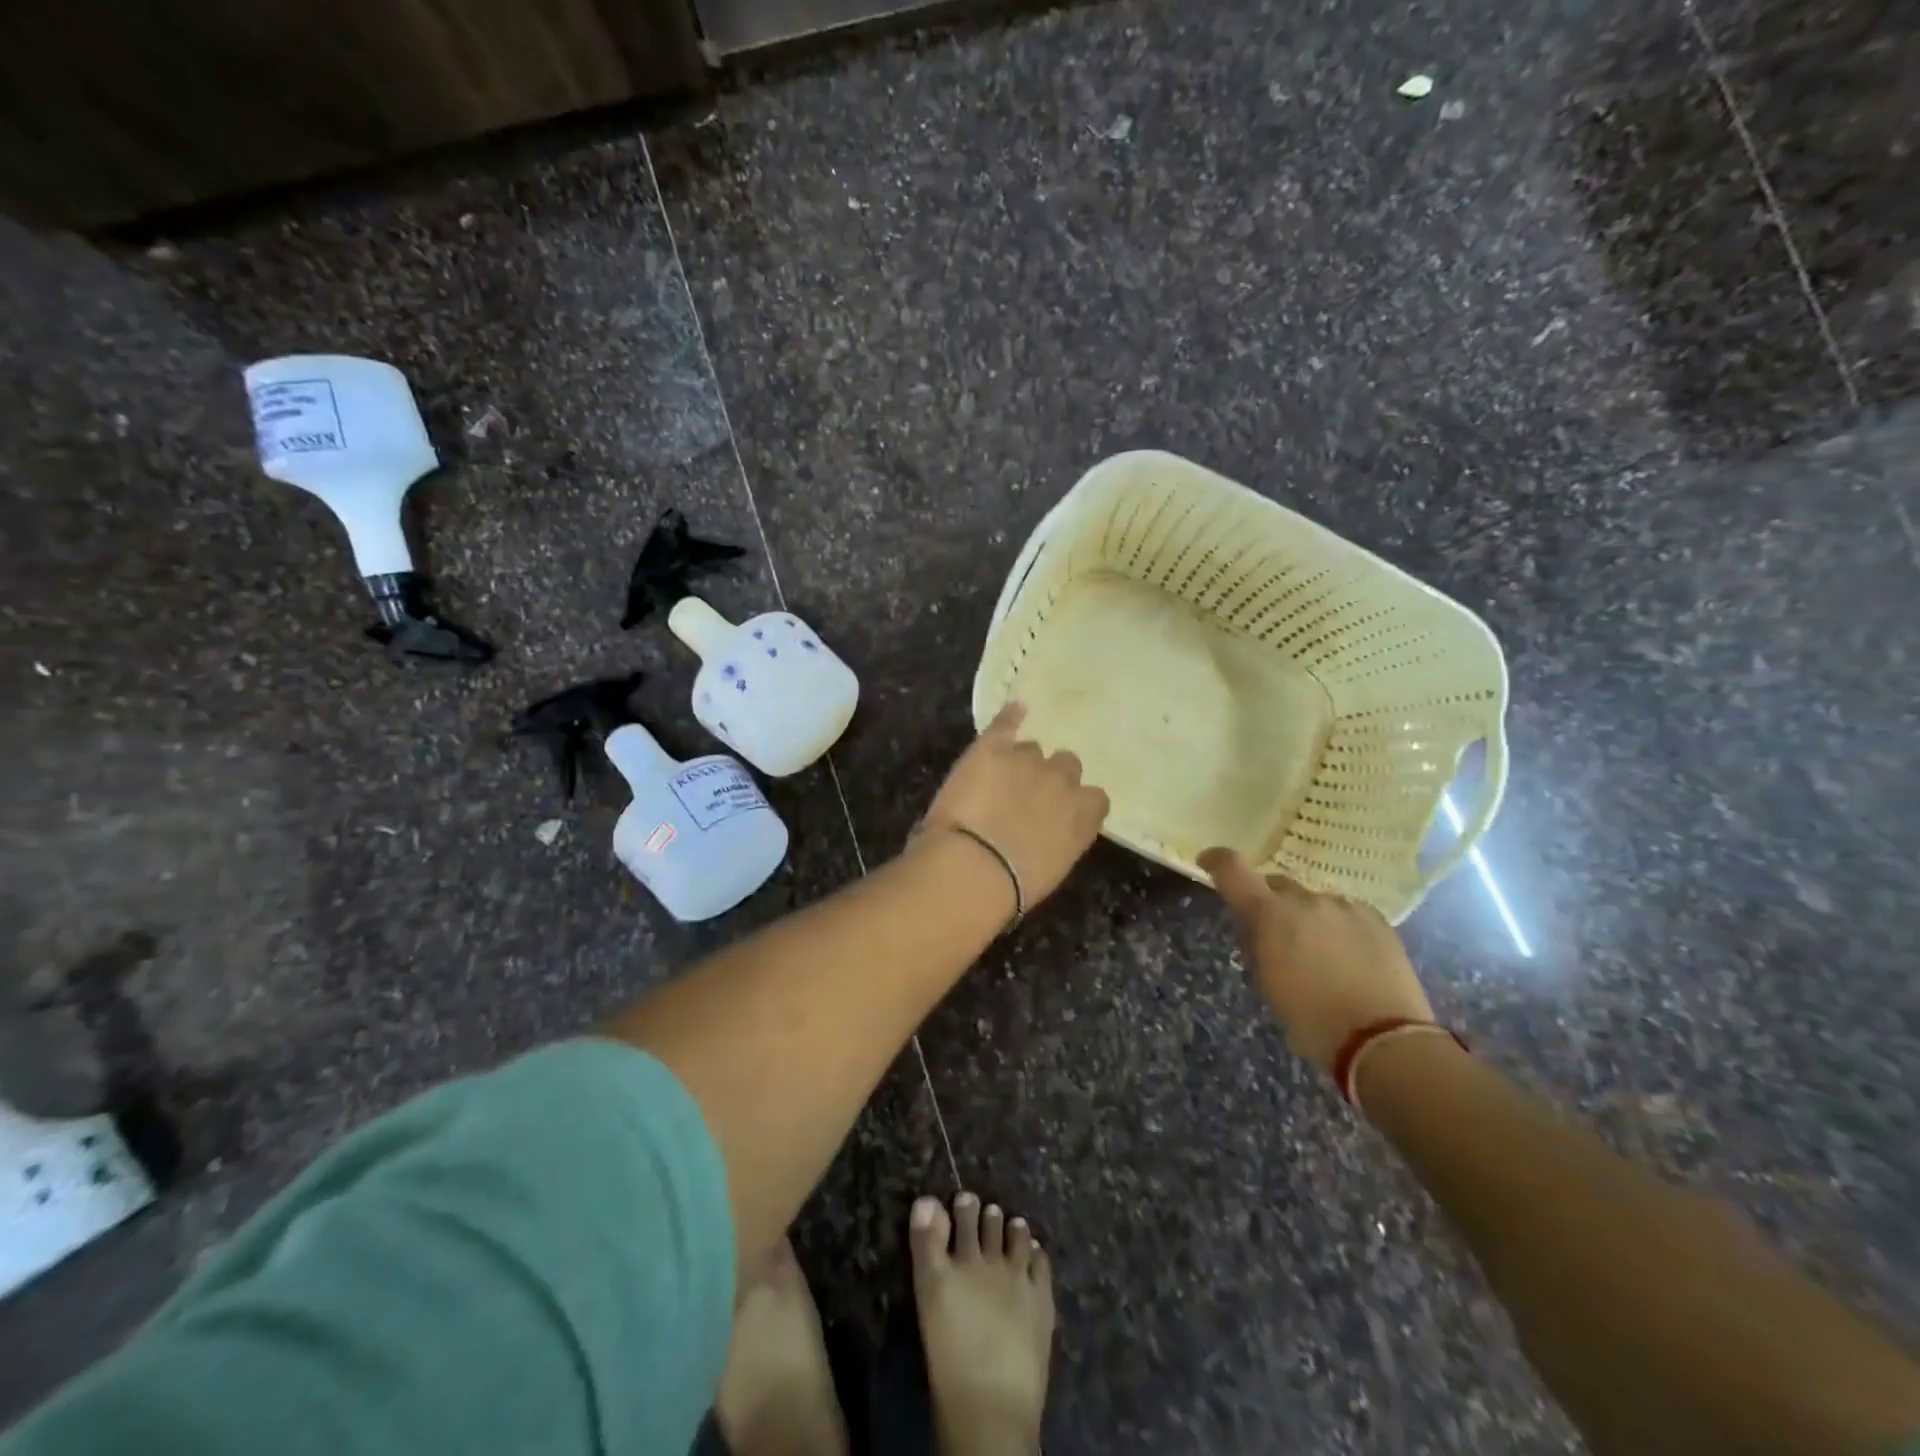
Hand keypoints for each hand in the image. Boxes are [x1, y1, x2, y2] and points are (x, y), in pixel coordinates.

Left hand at [921, 703, 1109, 908]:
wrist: (973, 868)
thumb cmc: (1013, 887)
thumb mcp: (1052, 868)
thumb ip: (1060, 839)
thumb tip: (1047, 833)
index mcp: (1084, 815)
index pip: (1094, 798)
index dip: (1074, 802)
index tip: (1058, 815)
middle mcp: (1063, 781)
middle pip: (1065, 765)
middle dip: (1049, 777)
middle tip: (1026, 796)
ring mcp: (1027, 760)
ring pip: (1031, 749)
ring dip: (1020, 761)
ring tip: (998, 779)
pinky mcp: (991, 748)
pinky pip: (1006, 723)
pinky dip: (1009, 718)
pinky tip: (1013, 711)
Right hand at [1198, 849, 1431, 1072]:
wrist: (1383, 1040)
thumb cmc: (1312, 1019)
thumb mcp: (1268, 983)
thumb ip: (1258, 944)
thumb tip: (1257, 929)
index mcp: (1269, 914)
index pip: (1232, 869)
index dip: (1217, 861)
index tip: (1208, 862)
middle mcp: (1305, 899)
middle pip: (1278, 887)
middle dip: (1271, 904)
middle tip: (1276, 935)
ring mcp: (1344, 906)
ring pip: (1315, 902)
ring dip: (1308, 918)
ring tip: (1319, 953)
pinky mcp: (1376, 919)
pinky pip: (1346, 913)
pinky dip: (1339, 927)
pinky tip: (1348, 956)